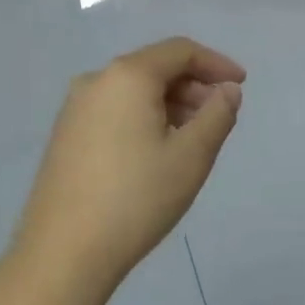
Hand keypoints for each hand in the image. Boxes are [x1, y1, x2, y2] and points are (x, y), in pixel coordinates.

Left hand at [11, 38, 244, 298]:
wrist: (63, 253)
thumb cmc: (136, 198)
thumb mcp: (191, 156)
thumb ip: (217, 114)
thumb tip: (228, 91)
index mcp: (127, 76)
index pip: (180, 50)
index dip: (216, 63)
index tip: (242, 86)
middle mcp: (96, 81)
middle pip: (155, 67)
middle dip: (193, 85)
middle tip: (219, 116)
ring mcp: (74, 108)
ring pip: (134, 90)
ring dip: (170, 103)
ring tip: (193, 137)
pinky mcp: (65, 135)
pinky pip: (114, 109)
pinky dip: (144, 116)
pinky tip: (157, 151)